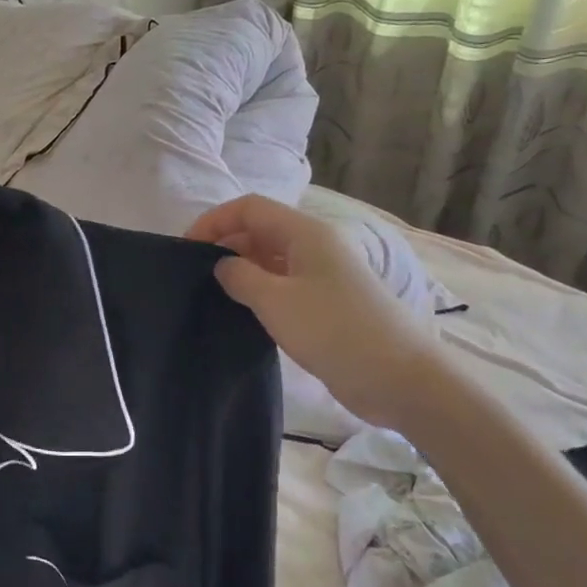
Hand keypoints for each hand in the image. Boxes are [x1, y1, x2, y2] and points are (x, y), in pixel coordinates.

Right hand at [187, 194, 444, 428]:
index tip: (186, 249)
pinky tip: (243, 311)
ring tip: (213, 293)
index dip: (214, 221)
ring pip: (272, 258)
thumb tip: (222, 265)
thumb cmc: (334, 330)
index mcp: (305, 233)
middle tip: (195, 275)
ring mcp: (324, 275)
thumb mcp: (276, 301)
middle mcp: (315, 246)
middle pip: (260, 229)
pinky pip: (284, 283)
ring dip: (242, 269)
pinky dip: (260, 289)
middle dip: (225, 244)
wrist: (400, 378)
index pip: (249, 208)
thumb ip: (240, 276)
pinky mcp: (327, 303)